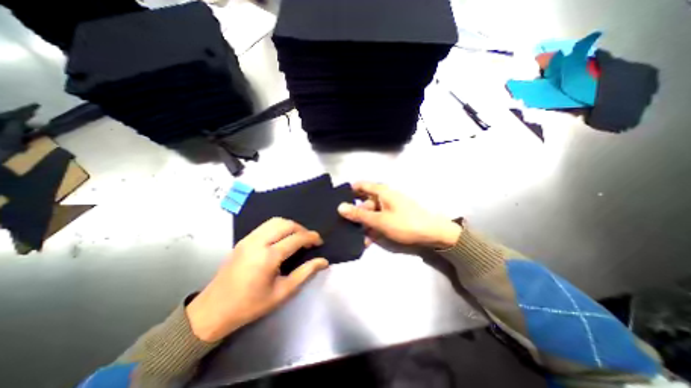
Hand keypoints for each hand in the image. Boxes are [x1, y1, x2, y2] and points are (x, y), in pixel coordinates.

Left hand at [186, 218, 327, 342]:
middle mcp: (258, 242)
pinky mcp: (243, 239)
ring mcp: (249, 239)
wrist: (213, 310)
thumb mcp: (282, 292)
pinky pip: (266, 225)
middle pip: (286, 224)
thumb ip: (305, 273)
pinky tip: (282, 237)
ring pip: (275, 221)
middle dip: (302, 229)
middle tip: (309, 239)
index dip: (311, 237)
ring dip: (290, 226)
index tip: (319, 241)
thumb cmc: (251, 305)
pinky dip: (279, 227)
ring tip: (297, 236)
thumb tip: (323, 261)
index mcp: (268, 257)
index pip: (296, 238)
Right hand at [337, 181, 460, 248]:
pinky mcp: (394, 217)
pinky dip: (373, 228)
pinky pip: (379, 220)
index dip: (348, 191)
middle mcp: (384, 196)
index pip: (360, 186)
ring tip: (355, 237)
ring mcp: (389, 207)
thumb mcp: (379, 220)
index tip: (337, 201)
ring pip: (371, 213)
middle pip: (364, 202)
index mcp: (381, 191)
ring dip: (364, 225)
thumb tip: (340, 207)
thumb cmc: (405, 224)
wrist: (434, 234)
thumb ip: (359, 214)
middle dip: (354, 214)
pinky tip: (367, 240)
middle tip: (342, 225)